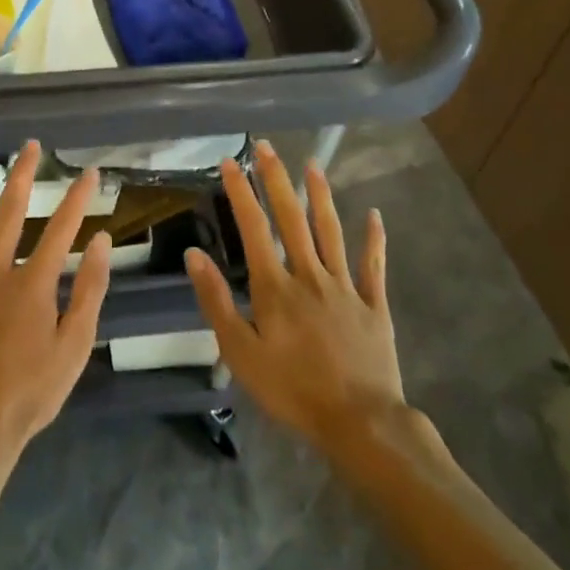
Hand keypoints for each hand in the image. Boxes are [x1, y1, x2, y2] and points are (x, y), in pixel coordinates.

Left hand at [0, 141, 111, 459]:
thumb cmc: (31, 392)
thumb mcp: (75, 346)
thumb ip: (90, 290)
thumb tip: (99, 240)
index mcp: (34, 281)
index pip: (62, 227)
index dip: (78, 197)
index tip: (89, 171)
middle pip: (11, 211)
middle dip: (23, 175)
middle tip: (29, 147)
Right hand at [186, 141, 407, 453]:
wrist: (361, 423)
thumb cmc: (293, 390)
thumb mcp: (241, 353)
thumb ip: (217, 301)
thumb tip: (193, 253)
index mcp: (275, 286)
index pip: (254, 227)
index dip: (240, 192)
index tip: (230, 162)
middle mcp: (310, 274)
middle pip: (292, 218)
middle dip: (276, 179)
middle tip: (266, 146)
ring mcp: (345, 287)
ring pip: (331, 231)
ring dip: (320, 196)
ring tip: (313, 164)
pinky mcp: (373, 305)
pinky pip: (374, 266)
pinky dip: (375, 240)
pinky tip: (375, 216)